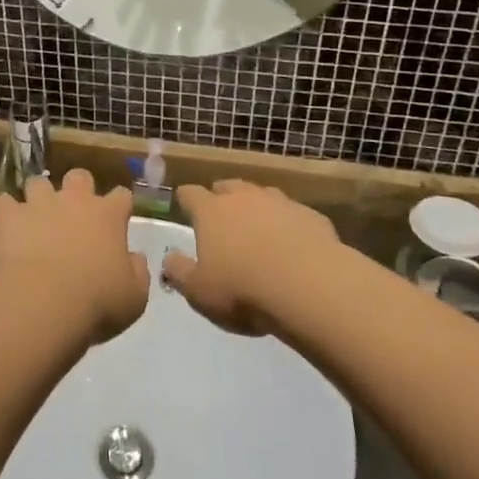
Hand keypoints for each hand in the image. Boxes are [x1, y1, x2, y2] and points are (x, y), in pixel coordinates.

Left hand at [0, 170, 148, 343]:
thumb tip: (135, 258)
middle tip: (73, 214)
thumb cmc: (97, 302)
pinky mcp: (9, 215)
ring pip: (38, 183)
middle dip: (77, 189)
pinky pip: (2, 203)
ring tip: (34, 220)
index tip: (117, 220)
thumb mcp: (134, 296)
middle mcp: (75, 200)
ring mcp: (39, 204)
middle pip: (79, 176)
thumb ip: (137, 272)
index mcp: (108, 216)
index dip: (119, 206)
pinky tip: (4, 228)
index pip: (121, 196)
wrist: (44, 304)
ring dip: (37, 198)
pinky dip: (4, 213)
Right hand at [161, 180, 339, 334]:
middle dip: (221, 198)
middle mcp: (243, 197)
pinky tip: (294, 245)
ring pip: (261, 195)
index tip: (184, 207)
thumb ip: (179, 272)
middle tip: (221, 217)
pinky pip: (293, 214)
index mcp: (211, 211)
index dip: (185, 200)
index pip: (190, 194)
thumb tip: (168, 259)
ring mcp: (279, 202)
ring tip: (258, 229)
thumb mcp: (199, 292)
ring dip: (256, 207)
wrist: (310, 287)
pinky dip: (288, 224)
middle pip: (227, 186)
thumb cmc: (243, 290)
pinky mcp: (310, 215)